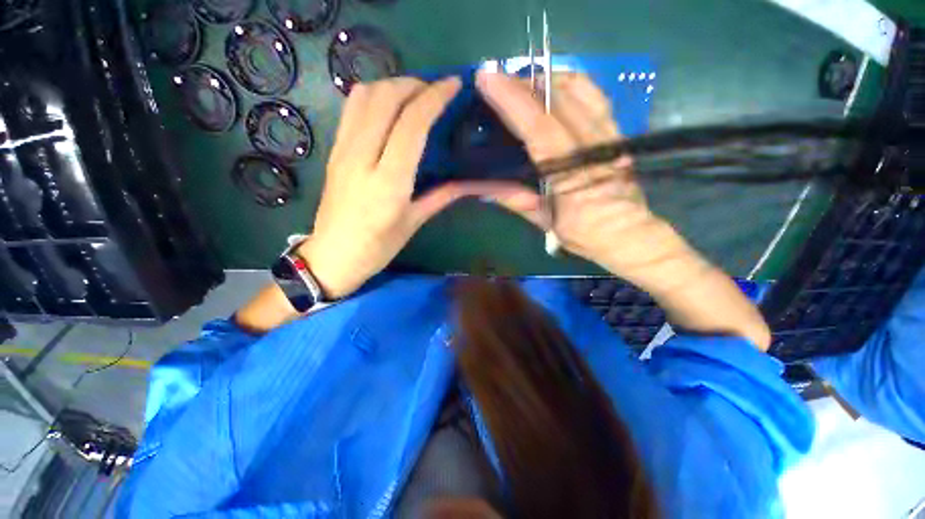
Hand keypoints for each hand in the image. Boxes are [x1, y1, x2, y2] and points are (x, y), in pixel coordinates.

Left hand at [300, 77, 516, 298]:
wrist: (333, 256)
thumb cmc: (377, 247)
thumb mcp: (413, 223)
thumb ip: (441, 196)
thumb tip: (469, 181)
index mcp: (389, 182)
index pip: (412, 124)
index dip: (434, 97)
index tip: (453, 85)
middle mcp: (363, 158)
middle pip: (386, 98)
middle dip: (415, 84)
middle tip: (436, 92)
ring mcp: (343, 150)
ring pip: (364, 96)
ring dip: (393, 86)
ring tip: (414, 97)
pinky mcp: (334, 150)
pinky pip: (352, 109)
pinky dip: (374, 97)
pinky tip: (389, 110)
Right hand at [473, 71, 696, 286]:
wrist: (627, 234)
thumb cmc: (583, 233)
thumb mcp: (544, 221)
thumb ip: (515, 199)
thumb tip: (483, 186)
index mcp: (572, 174)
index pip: (540, 128)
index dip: (513, 101)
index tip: (487, 78)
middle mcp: (594, 146)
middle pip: (558, 99)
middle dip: (523, 84)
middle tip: (497, 81)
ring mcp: (610, 134)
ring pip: (579, 88)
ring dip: (546, 79)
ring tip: (522, 83)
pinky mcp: (618, 131)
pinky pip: (595, 95)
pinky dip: (571, 84)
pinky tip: (554, 87)